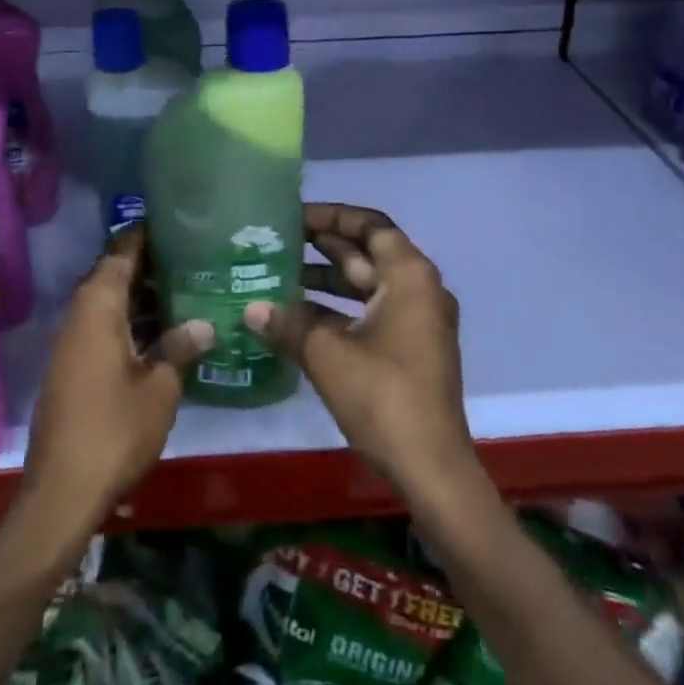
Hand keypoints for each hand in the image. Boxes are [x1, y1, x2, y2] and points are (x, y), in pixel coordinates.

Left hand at [22, 224, 213, 531]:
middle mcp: (80, 314)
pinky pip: (103, 326)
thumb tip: (206, 324)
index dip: (145, 234)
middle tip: (191, 255)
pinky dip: (130, 321)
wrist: (62, 491)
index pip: (121, 252)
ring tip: (184, 287)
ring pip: (109, 302)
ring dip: (140, 295)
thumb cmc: (114, 430)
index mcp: (98, 306)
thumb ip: (180, 348)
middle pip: (114, 274)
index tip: (175, 221)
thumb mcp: (160, 388)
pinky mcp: (73, 367)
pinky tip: (161, 332)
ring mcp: (72, 342)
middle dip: (149, 264)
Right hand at [244, 204, 478, 503]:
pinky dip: (340, 308)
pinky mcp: (412, 347)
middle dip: (324, 246)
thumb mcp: (328, 355)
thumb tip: (250, 308)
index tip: (294, 217)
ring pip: (368, 284)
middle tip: (279, 241)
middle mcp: (419, 288)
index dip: (331, 216)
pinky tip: (300, 316)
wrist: (433, 469)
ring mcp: (418, 320)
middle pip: (368, 252)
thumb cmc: (384, 397)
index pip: (369, 224)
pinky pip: (372, 310)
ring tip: (281, 273)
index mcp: (409, 275)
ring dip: (328, 278)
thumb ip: (288, 324)